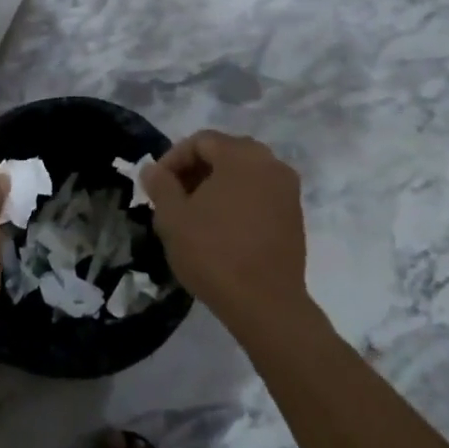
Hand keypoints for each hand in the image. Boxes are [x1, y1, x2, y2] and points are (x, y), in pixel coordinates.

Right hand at [141, 132, 308, 337]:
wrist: (267, 305)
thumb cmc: (214, 253)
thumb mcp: (173, 217)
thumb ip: (160, 185)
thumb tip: (153, 169)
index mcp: (241, 155)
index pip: (200, 141)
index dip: (173, 159)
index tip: (157, 185)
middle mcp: (270, 162)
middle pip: (224, 153)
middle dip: (195, 171)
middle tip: (173, 198)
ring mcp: (287, 189)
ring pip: (243, 174)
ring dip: (216, 186)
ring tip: (195, 215)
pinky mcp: (295, 215)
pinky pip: (259, 193)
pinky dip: (238, 200)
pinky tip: (221, 228)